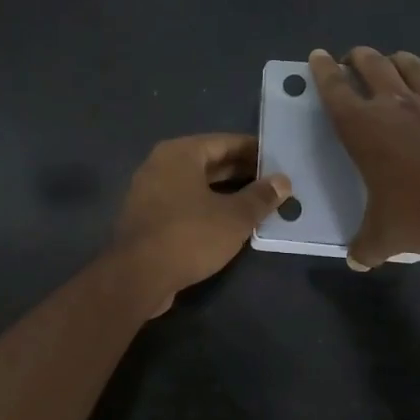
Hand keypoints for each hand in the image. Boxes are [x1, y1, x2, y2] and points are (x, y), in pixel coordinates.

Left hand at [110, 134, 290, 314]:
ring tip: (258, 204)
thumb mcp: (234, 217)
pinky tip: (229, 224)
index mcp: (180, 153)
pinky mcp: (147, 218)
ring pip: (196, 186)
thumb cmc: (189, 235)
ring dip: (226, 194)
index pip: (225, 142)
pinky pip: (184, 204)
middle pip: (209, 163)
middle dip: (242, 173)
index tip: (279, 161)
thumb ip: (260, 197)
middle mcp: (161, 165)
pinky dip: (207, 209)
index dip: (254, 151)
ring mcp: (149, 192)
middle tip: (274, 184)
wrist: (137, 277)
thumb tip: (283, 181)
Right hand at [308, 47, 419, 268]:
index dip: (322, 70)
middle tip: (350, 60)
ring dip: (394, 60)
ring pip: (408, 65)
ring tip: (390, 63)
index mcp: (362, 126)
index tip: (317, 55)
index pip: (334, 88)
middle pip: (370, 64)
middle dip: (356, 57)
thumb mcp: (385, 236)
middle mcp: (393, 105)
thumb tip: (357, 261)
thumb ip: (366, 246)